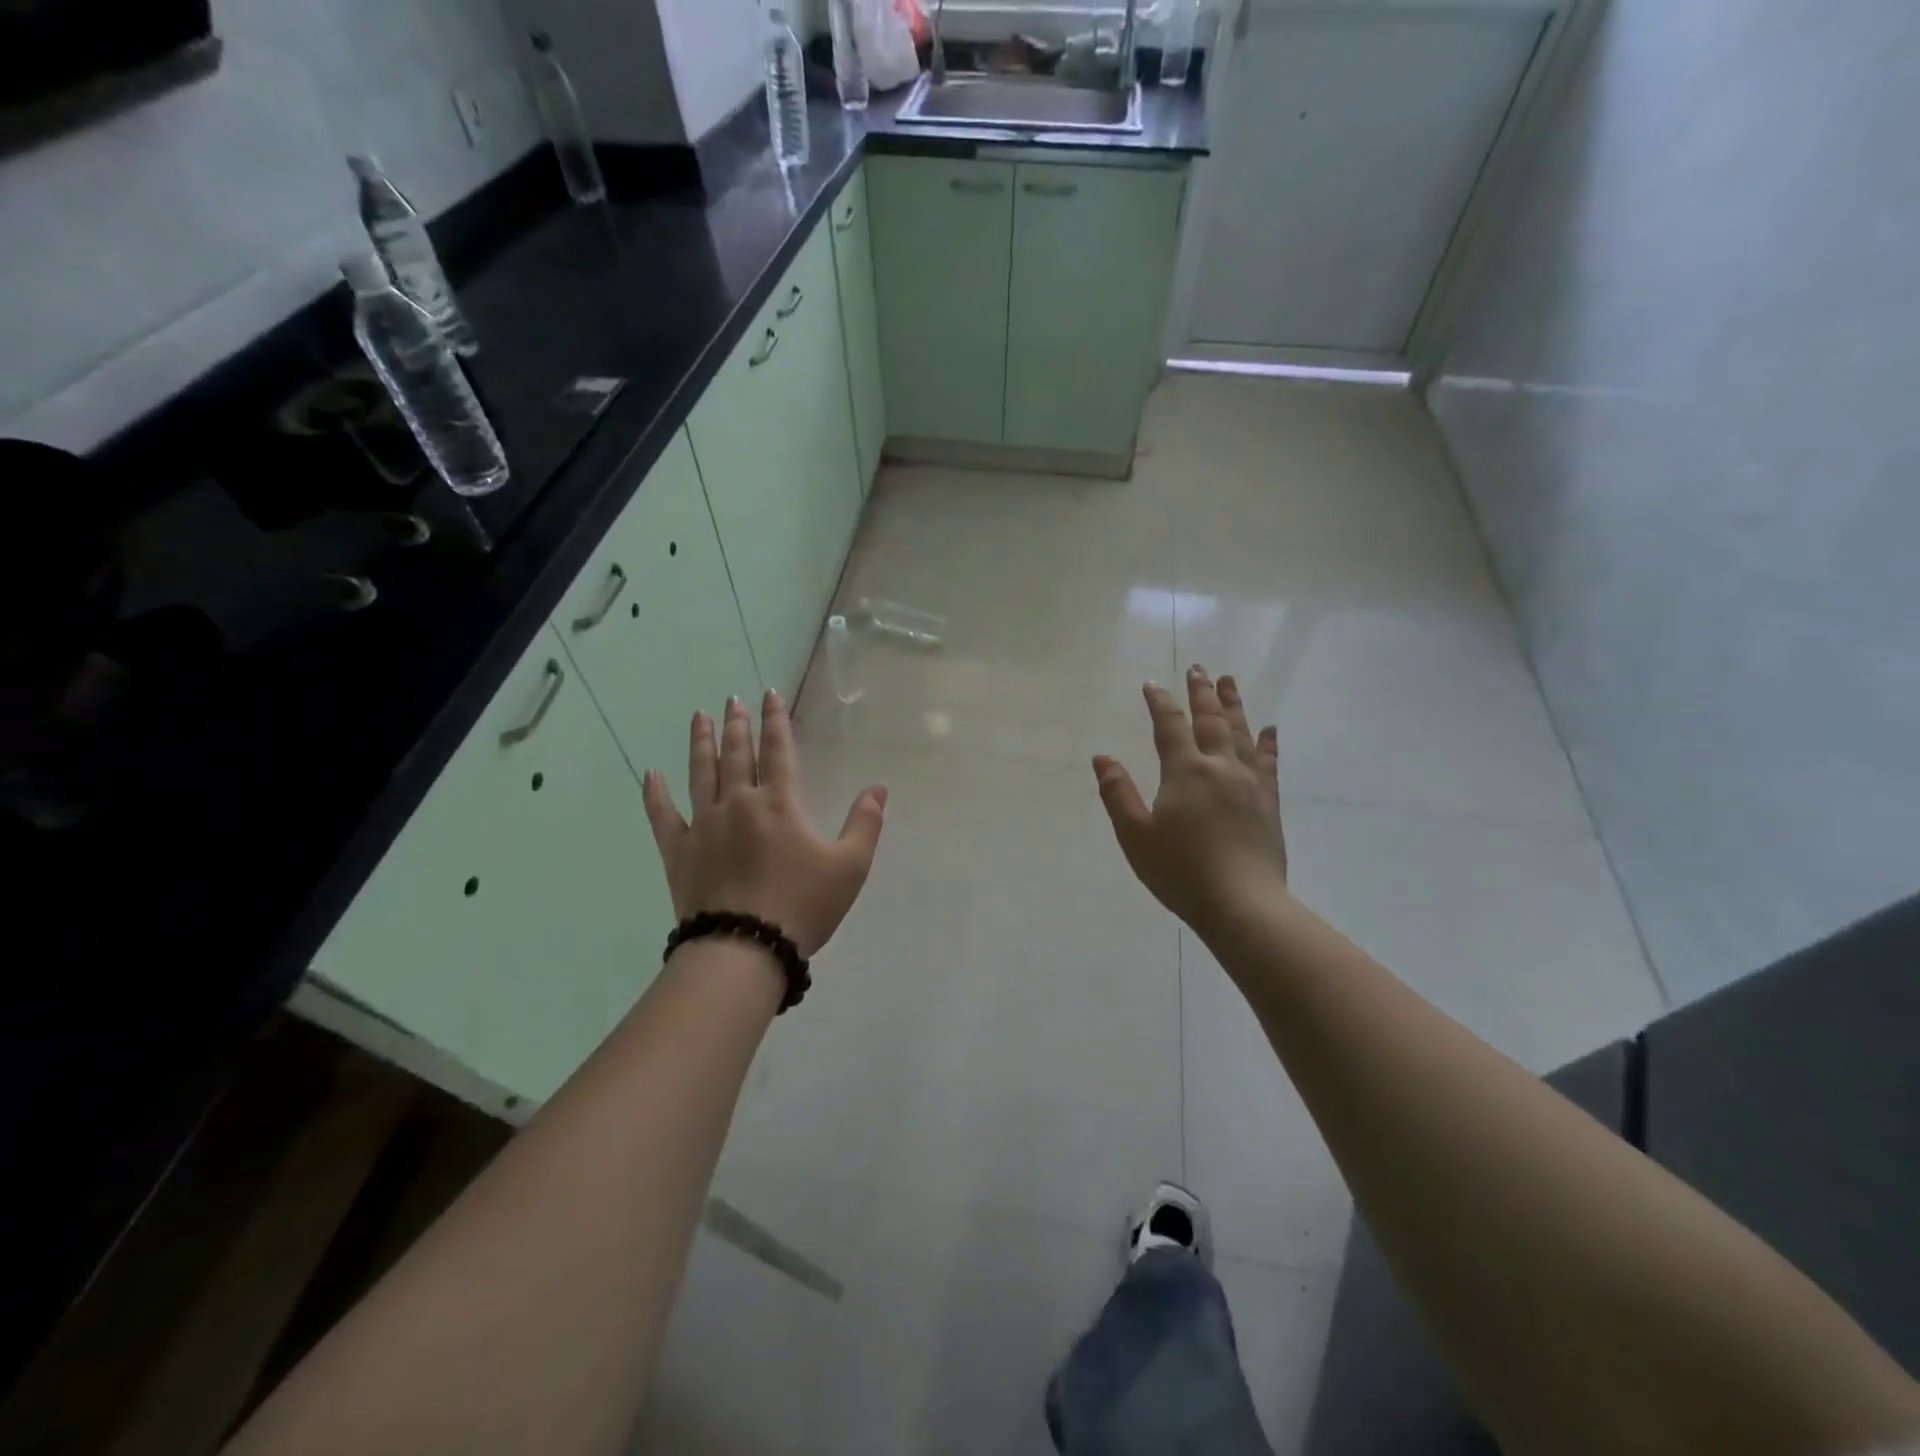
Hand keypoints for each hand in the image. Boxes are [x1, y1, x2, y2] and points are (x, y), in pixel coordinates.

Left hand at [642, 691, 886, 959]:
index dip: (775, 720)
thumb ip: (865, 823)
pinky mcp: (678, 852)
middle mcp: (738, 803)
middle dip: (736, 724)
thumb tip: (879, 788)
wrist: (745, 949)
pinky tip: (651, 775)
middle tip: (731, 700)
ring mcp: (703, 825)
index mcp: (779, 803)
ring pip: (700, 773)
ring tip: (699, 717)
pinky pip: (663, 816)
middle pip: (736, 754)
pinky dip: (656, 794)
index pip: (778, 750)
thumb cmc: (802, 906)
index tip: (769, 695)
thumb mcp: (850, 867)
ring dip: (700, 743)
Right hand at [1093, 666, 1286, 930]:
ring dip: (1234, 704)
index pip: (1170, 726)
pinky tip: (1269, 729)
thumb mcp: (1135, 835)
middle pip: (1211, 720)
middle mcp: (1220, 767)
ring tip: (1229, 681)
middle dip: (1202, 692)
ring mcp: (1249, 783)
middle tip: (1198, 668)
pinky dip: (1267, 742)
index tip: (1152, 683)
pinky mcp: (1268, 802)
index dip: (1160, 702)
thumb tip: (1101, 758)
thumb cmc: (1180, 871)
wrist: (1241, 903)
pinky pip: (1269, 762)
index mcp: (1185, 771)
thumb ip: (1118, 793)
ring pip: (1241, 732)